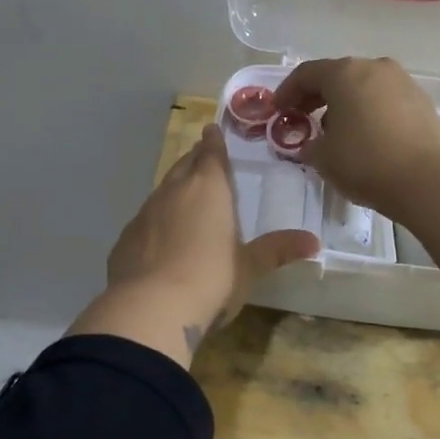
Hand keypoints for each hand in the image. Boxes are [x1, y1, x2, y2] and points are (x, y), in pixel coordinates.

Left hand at [68, 125, 318, 366]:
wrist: (150, 308)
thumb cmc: (211, 280)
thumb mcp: (249, 267)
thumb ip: (277, 250)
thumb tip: (314, 242)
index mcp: (208, 189)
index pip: (211, 154)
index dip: (213, 142)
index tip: (211, 129)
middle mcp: (173, 192)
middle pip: (184, 165)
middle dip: (193, 159)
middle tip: (200, 156)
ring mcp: (145, 214)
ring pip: (161, 190)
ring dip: (174, 189)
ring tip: (184, 195)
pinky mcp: (125, 239)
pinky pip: (145, 220)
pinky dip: (156, 220)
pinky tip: (160, 237)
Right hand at [273, 57, 439, 217]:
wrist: (428, 181)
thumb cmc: (365, 162)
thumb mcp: (322, 157)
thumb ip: (309, 144)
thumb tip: (311, 144)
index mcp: (345, 73)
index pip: (306, 73)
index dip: (287, 91)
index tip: (277, 109)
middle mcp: (375, 68)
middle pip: (337, 75)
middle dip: (316, 95)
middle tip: (302, 116)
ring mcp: (403, 82)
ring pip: (364, 86)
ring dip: (345, 103)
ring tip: (334, 130)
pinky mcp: (422, 102)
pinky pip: (385, 100)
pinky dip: (369, 111)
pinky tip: (364, 135)